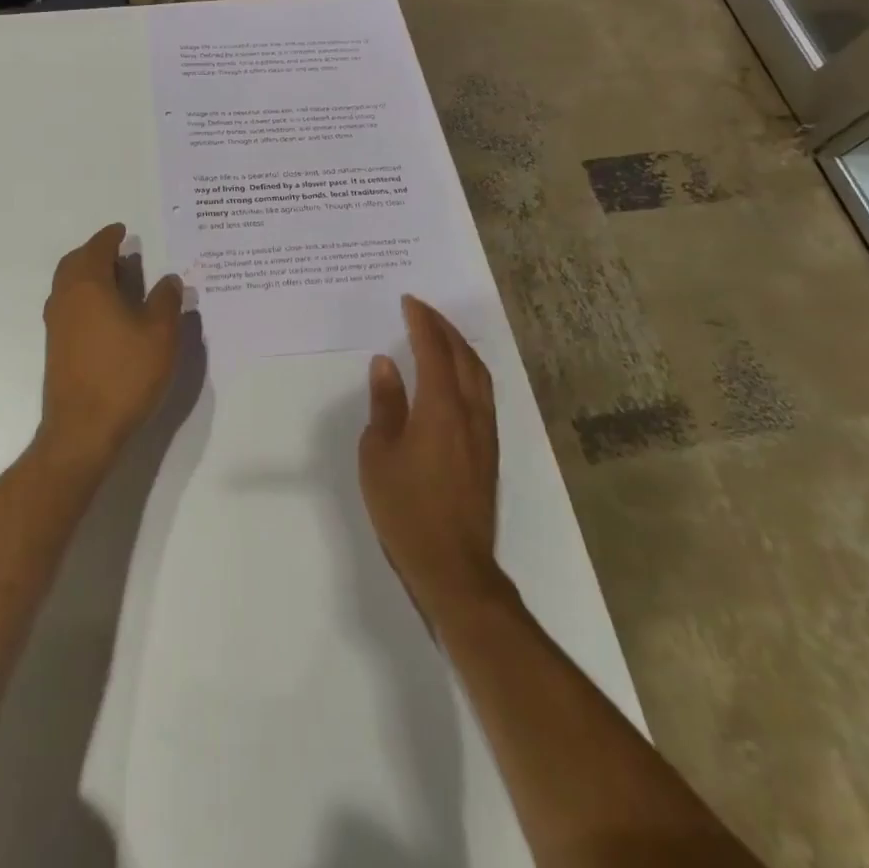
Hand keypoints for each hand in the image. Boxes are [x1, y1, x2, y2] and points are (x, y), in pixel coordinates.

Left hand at [38, 223, 184, 469]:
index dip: (111, 236)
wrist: (83, 429)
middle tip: (121, 254)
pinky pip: (69, 306)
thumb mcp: (160, 334)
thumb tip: (168, 279)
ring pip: (69, 285)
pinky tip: (109, 315)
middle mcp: (65, 298)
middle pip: (75, 263)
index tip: (123, 231)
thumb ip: (167, 300)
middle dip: (96, 253)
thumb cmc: (125, 374)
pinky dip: (86, 297)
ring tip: (119, 281)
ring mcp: (56, 324)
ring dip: (90, 275)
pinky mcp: (57, 347)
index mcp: (88, 284)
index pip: (97, 247)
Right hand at [360, 295, 507, 625]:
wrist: (453, 566)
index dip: (422, 322)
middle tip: (423, 309)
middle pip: (464, 356)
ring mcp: (485, 433)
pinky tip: (455, 377)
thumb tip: (387, 365)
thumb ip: (385, 404)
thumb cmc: (405, 508)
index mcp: (441, 408)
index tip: (410, 301)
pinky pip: (482, 394)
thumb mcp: (379, 453)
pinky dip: (468, 371)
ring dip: (460, 347)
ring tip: (440, 334)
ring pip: (480, 375)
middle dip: (444, 327)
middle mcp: (470, 412)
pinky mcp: (489, 451)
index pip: (434, 351)